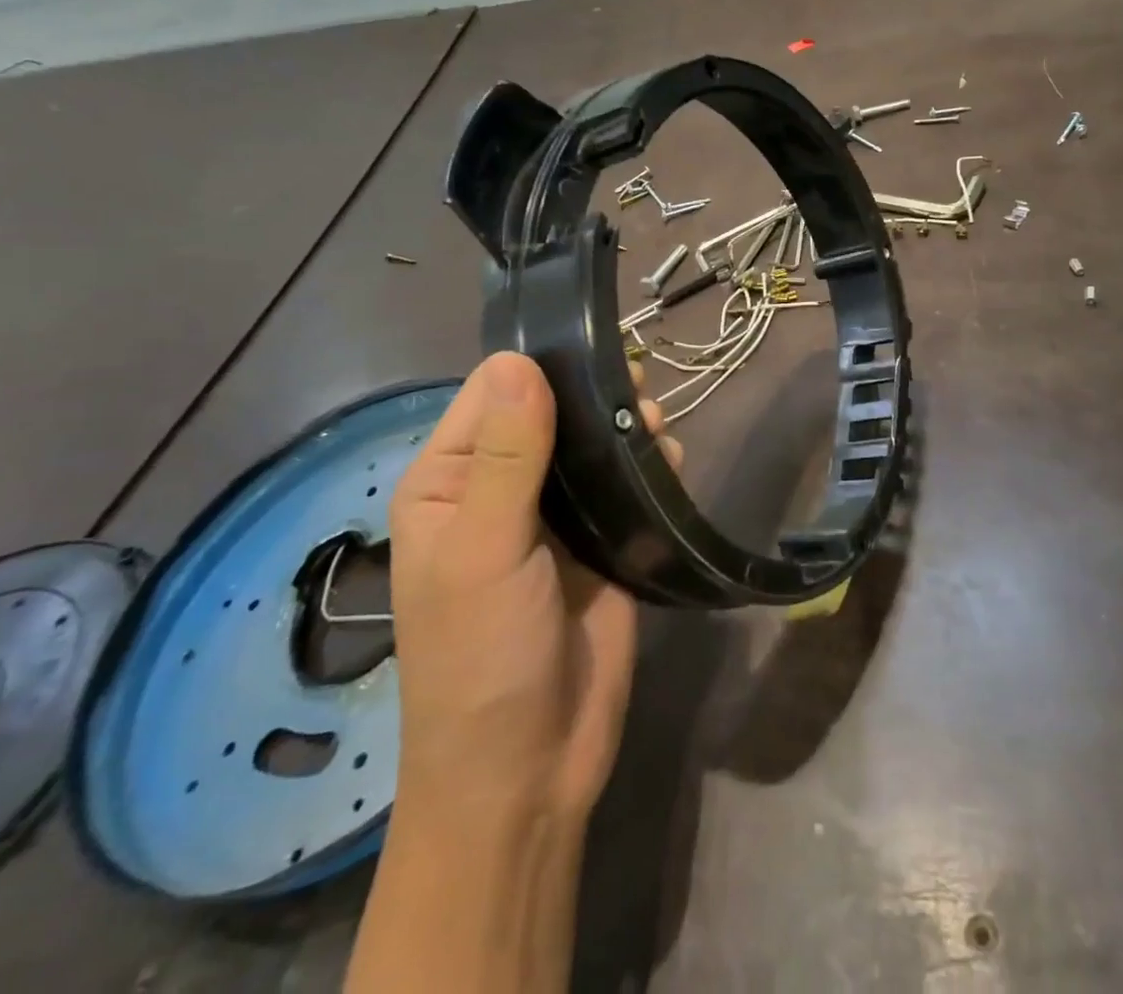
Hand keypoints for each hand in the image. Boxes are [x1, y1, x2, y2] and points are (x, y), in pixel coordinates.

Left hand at [384, 352, 681, 825]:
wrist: (529, 772)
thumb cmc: (482, 658)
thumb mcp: (484, 553)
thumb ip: (507, 457)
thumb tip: (518, 360)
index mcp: (452, 481)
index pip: (493, 393)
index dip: (541, 366)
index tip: (597, 350)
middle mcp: (501, 488)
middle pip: (551, 411)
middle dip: (595, 394)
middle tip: (640, 389)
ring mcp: (555, 516)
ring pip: (593, 444)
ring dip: (626, 426)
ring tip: (657, 426)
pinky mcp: (601, 542)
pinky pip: (626, 484)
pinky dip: (649, 464)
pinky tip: (670, 461)